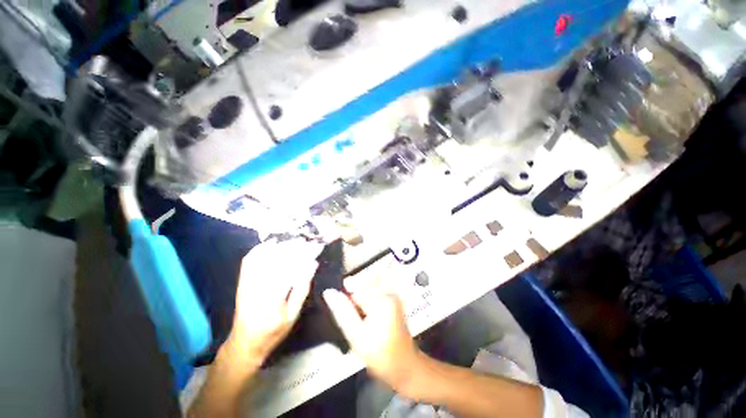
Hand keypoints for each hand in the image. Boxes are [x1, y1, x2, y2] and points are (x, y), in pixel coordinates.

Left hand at [228, 239, 322, 362]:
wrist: (245, 342)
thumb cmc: (273, 331)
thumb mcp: (293, 314)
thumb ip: (302, 288)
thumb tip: (312, 264)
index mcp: (272, 299)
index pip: (292, 269)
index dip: (306, 255)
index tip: (318, 246)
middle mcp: (257, 288)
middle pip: (278, 259)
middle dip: (296, 247)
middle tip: (310, 241)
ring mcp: (247, 283)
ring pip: (265, 257)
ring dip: (282, 245)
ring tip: (297, 240)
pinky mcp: (242, 281)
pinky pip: (249, 260)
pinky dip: (261, 248)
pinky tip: (273, 242)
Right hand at [323, 288, 421, 391]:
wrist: (404, 364)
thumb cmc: (380, 354)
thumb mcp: (356, 336)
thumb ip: (342, 312)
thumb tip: (329, 292)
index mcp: (381, 299)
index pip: (355, 286)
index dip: (344, 296)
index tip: (340, 309)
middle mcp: (388, 291)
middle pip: (361, 285)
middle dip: (353, 299)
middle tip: (354, 321)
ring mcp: (392, 294)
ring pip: (366, 288)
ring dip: (359, 300)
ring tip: (361, 320)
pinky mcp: (392, 297)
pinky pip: (373, 292)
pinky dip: (366, 301)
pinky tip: (367, 317)